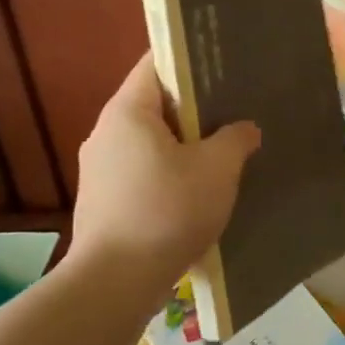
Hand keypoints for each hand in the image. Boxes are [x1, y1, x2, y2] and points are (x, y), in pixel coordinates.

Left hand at [71, 54, 260, 288]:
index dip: (190, 60)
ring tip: (222, 153)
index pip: (156, 64)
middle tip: (234, 111)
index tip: (224, 66)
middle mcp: (105, 133)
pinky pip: (142, 172)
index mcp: (127, 111)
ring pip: (150, 142)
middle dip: (194, 108)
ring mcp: (99, 170)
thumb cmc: (167, 211)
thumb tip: (245, 129)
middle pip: (154, 104)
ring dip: (183, 145)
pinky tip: (197, 192)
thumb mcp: (217, 169)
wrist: (115, 284)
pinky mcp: (103, 202)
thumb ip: (236, 139)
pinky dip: (169, 173)